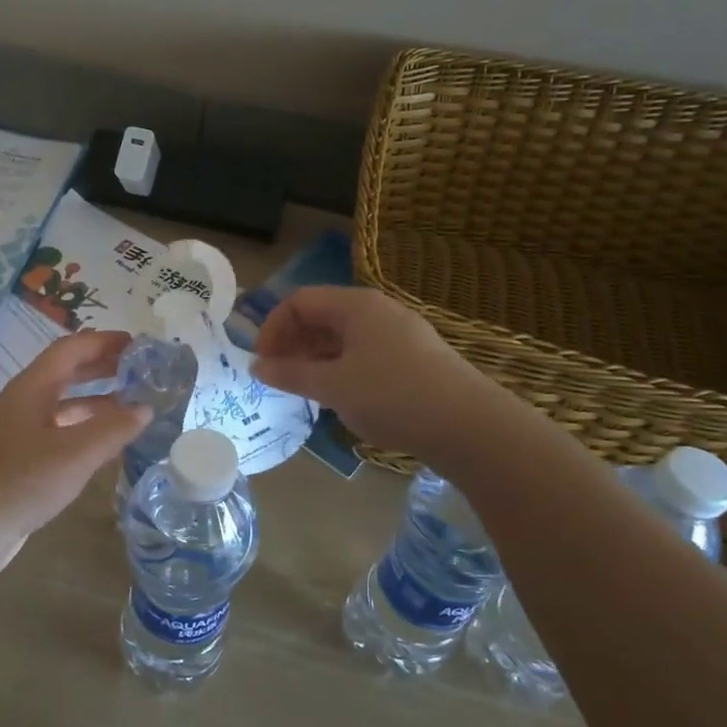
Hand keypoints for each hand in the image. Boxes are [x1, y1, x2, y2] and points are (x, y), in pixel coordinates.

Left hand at [0, 331, 149, 577]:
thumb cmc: (21, 482)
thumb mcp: (75, 454)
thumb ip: (113, 429)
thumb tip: (144, 408)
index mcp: (31, 388)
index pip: (70, 349)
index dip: (103, 341)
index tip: (137, 344)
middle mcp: (23, 401)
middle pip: (66, 372)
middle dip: (102, 367)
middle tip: (139, 370)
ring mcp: (19, 430)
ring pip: (63, 403)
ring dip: (97, 399)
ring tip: (132, 406)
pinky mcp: (20, 456)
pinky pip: (59, 429)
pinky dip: (85, 427)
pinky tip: (107, 443)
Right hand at [252, 286, 485, 459]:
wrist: (469, 425)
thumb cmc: (392, 396)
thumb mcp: (333, 386)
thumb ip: (291, 374)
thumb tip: (257, 366)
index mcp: (356, 305)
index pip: (299, 301)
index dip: (272, 328)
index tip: (261, 362)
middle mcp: (378, 312)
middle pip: (322, 316)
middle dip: (293, 344)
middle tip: (278, 378)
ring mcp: (399, 335)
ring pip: (343, 338)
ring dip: (316, 359)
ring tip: (304, 390)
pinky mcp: (414, 360)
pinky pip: (364, 354)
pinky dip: (341, 369)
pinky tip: (340, 398)